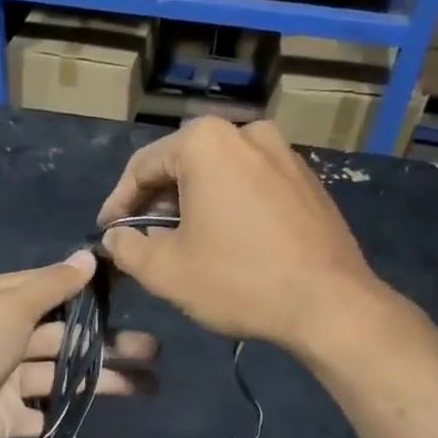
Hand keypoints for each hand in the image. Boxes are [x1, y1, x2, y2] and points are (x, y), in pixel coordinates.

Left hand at [0, 252, 157, 437]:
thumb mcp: (5, 308)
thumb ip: (50, 286)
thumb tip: (88, 256)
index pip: (44, 287)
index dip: (86, 288)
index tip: (130, 289)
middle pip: (59, 334)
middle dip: (104, 341)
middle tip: (153, 349)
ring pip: (57, 375)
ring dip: (98, 380)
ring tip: (147, 386)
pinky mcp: (2, 419)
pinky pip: (39, 416)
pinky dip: (62, 419)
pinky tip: (90, 424)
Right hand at [97, 118, 386, 356]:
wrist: (330, 304)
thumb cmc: (238, 280)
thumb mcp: (165, 270)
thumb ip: (126, 246)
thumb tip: (116, 235)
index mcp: (205, 142)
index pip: (142, 166)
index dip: (119, 201)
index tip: (107, 231)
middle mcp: (246, 133)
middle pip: (182, 164)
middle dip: (157, 201)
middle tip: (142, 237)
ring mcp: (284, 153)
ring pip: (218, 173)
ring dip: (193, 203)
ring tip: (181, 241)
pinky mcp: (307, 179)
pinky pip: (251, 184)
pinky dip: (228, 205)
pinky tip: (225, 240)